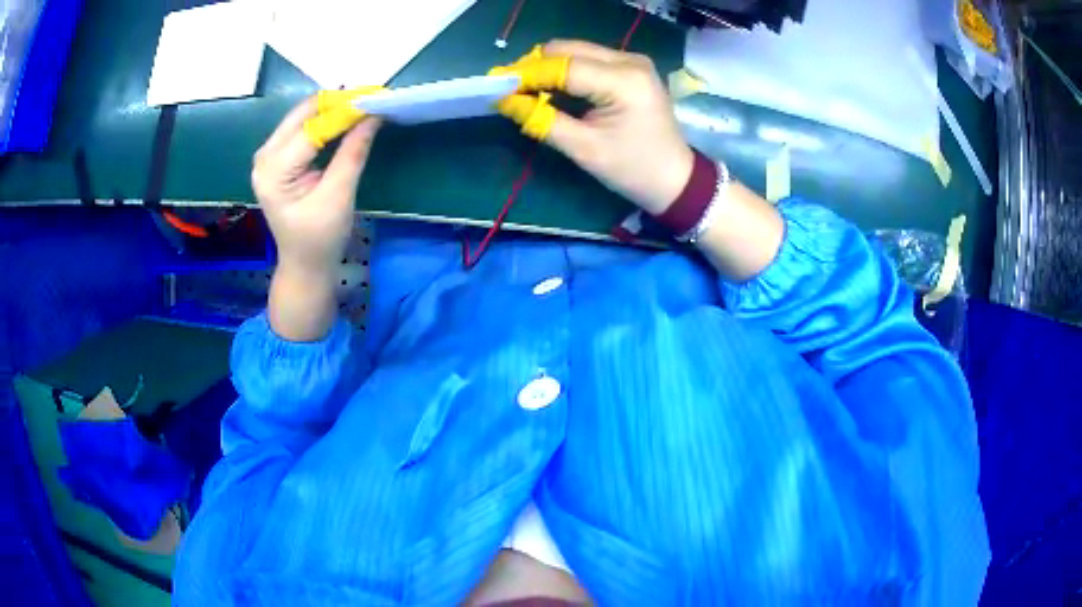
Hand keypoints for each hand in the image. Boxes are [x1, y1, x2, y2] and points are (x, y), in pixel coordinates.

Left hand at [252, 97, 380, 274]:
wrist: (304, 264)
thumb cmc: (320, 238)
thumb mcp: (339, 196)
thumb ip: (353, 152)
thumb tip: (373, 115)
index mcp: (274, 171)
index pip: (312, 128)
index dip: (344, 110)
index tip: (376, 97)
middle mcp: (264, 157)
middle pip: (302, 115)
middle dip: (337, 103)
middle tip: (370, 97)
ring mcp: (267, 156)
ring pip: (301, 117)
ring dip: (331, 108)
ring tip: (361, 106)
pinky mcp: (276, 157)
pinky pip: (300, 127)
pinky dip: (323, 120)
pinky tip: (344, 119)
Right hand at [496, 40, 783, 280]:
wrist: (676, 179)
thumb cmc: (633, 170)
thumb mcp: (585, 150)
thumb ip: (543, 121)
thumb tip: (505, 101)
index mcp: (624, 81)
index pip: (564, 66)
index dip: (527, 74)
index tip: (495, 86)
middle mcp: (630, 61)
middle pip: (569, 49)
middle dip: (535, 67)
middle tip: (510, 89)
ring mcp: (633, 61)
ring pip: (577, 51)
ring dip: (549, 67)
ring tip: (527, 91)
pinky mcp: (631, 68)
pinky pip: (589, 59)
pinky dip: (566, 71)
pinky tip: (553, 89)